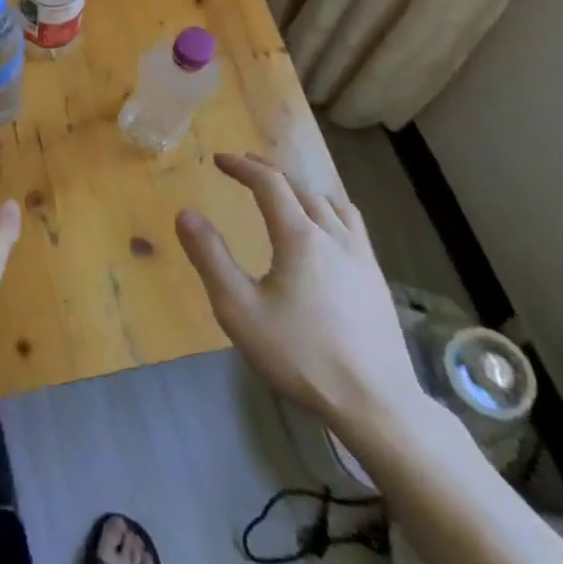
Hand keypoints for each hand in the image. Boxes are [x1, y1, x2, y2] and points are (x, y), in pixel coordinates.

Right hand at [175, 154, 424, 438]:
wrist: (375, 403)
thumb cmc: (300, 355)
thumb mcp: (239, 309)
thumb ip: (210, 258)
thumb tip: (186, 214)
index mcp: (299, 237)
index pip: (269, 183)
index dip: (242, 166)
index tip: (219, 160)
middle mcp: (334, 236)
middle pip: (301, 188)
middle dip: (270, 173)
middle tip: (245, 169)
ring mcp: (362, 257)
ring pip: (332, 204)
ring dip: (303, 190)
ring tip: (285, 195)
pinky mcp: (377, 280)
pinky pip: (353, 226)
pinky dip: (329, 212)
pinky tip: (326, 235)